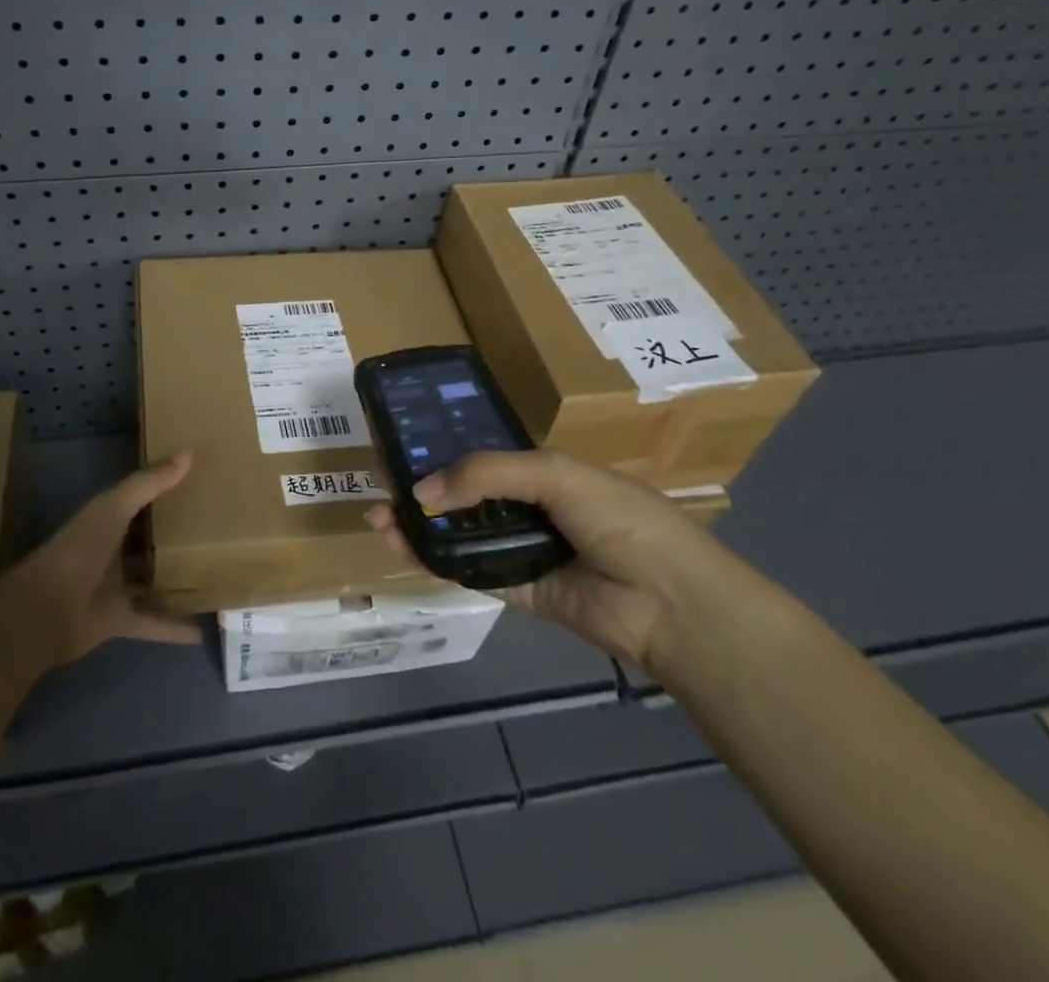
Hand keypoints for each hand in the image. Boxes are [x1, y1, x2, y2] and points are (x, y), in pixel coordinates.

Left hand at [0, 450, 202, 664]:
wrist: (43, 613)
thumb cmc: (78, 551)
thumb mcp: (114, 508)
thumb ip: (148, 483)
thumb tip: (188, 452)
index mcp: (108, 518)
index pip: (141, 498)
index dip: (166, 488)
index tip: (202, 480)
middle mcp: (113, 550)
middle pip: (150, 539)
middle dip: (177, 534)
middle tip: (219, 528)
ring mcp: (115, 587)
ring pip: (153, 580)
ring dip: (177, 580)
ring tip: (217, 576)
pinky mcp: (119, 620)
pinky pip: (153, 622)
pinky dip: (174, 628)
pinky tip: (202, 631)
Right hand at [365, 449, 729, 671]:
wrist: (671, 602)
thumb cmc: (619, 518)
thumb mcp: (553, 473)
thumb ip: (484, 475)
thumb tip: (420, 493)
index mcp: (543, 471)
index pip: (481, 456)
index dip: (441, 451)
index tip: (400, 447)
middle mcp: (529, 508)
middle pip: (463, 495)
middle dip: (420, 489)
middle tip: (378, 483)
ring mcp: (523, 550)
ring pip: (460, 534)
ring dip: (419, 525)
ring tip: (378, 517)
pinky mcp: (519, 591)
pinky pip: (470, 571)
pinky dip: (436, 560)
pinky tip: (404, 547)